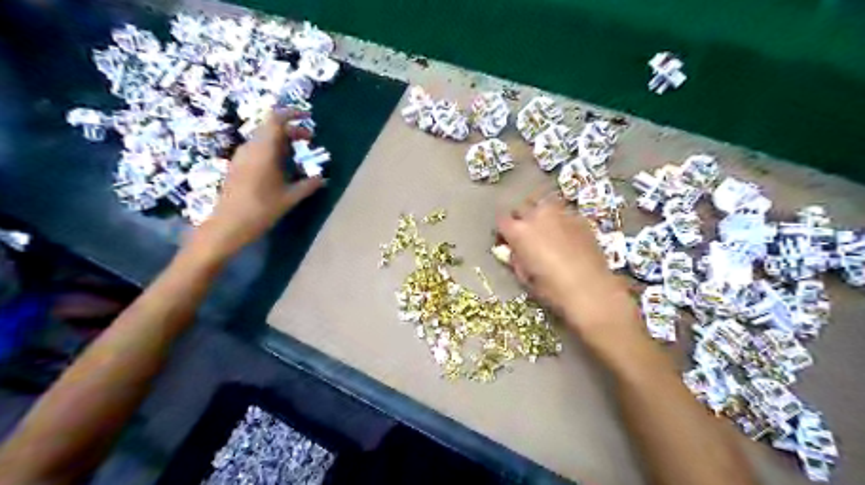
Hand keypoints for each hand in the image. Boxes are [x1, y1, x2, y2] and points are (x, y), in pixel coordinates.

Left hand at [191, 108, 323, 260]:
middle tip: (309, 140)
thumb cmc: (261, 209)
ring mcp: (241, 156)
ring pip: (263, 139)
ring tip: (298, 155)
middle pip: (271, 128)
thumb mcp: (290, 198)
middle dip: (292, 130)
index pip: (276, 120)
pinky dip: (272, 150)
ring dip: (282, 141)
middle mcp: (250, 148)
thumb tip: (323, 179)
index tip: (307, 117)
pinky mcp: (237, 166)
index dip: (292, 114)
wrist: (228, 225)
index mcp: (264, 150)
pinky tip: (281, 167)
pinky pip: (257, 149)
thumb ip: (308, 185)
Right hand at [498, 195, 644, 350]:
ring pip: (543, 205)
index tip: (505, 241)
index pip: (502, 221)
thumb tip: (512, 250)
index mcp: (519, 231)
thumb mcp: (525, 276)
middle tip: (525, 235)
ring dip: (540, 215)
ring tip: (545, 230)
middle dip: (520, 219)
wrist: (590, 289)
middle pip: (522, 207)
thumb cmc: (551, 288)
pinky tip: (565, 235)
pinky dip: (559, 220)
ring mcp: (560, 213)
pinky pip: (563, 213)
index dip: (502, 231)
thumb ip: (516, 258)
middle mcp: (537, 215)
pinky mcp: (579, 217)